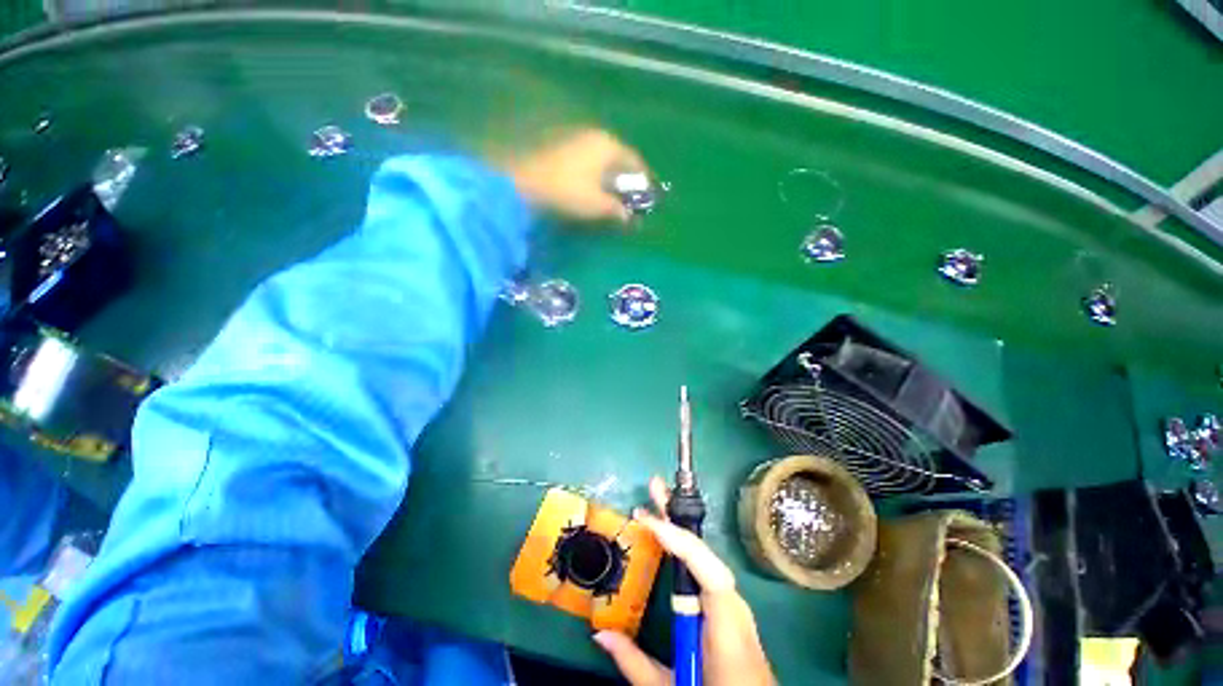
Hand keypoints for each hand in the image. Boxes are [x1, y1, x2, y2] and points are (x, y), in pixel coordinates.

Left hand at [501, 128, 645, 222]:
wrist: (526, 184)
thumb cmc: (568, 192)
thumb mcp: (598, 205)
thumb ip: (618, 210)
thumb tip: (631, 218)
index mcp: (609, 146)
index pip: (636, 162)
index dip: (645, 180)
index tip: (650, 196)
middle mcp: (596, 138)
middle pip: (620, 159)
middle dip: (628, 180)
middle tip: (633, 199)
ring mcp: (578, 141)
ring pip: (604, 161)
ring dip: (612, 179)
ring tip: (615, 199)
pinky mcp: (564, 150)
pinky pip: (590, 163)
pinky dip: (597, 176)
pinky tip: (595, 191)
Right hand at [592, 476, 776, 685]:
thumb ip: (637, 664)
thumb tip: (600, 635)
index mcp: (726, 627)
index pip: (708, 572)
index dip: (681, 542)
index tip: (652, 520)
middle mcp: (733, 607)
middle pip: (704, 552)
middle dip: (677, 517)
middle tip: (655, 487)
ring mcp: (733, 604)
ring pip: (704, 555)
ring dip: (679, 525)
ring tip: (658, 502)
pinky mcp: (728, 606)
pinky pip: (704, 568)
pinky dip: (685, 545)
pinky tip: (669, 532)